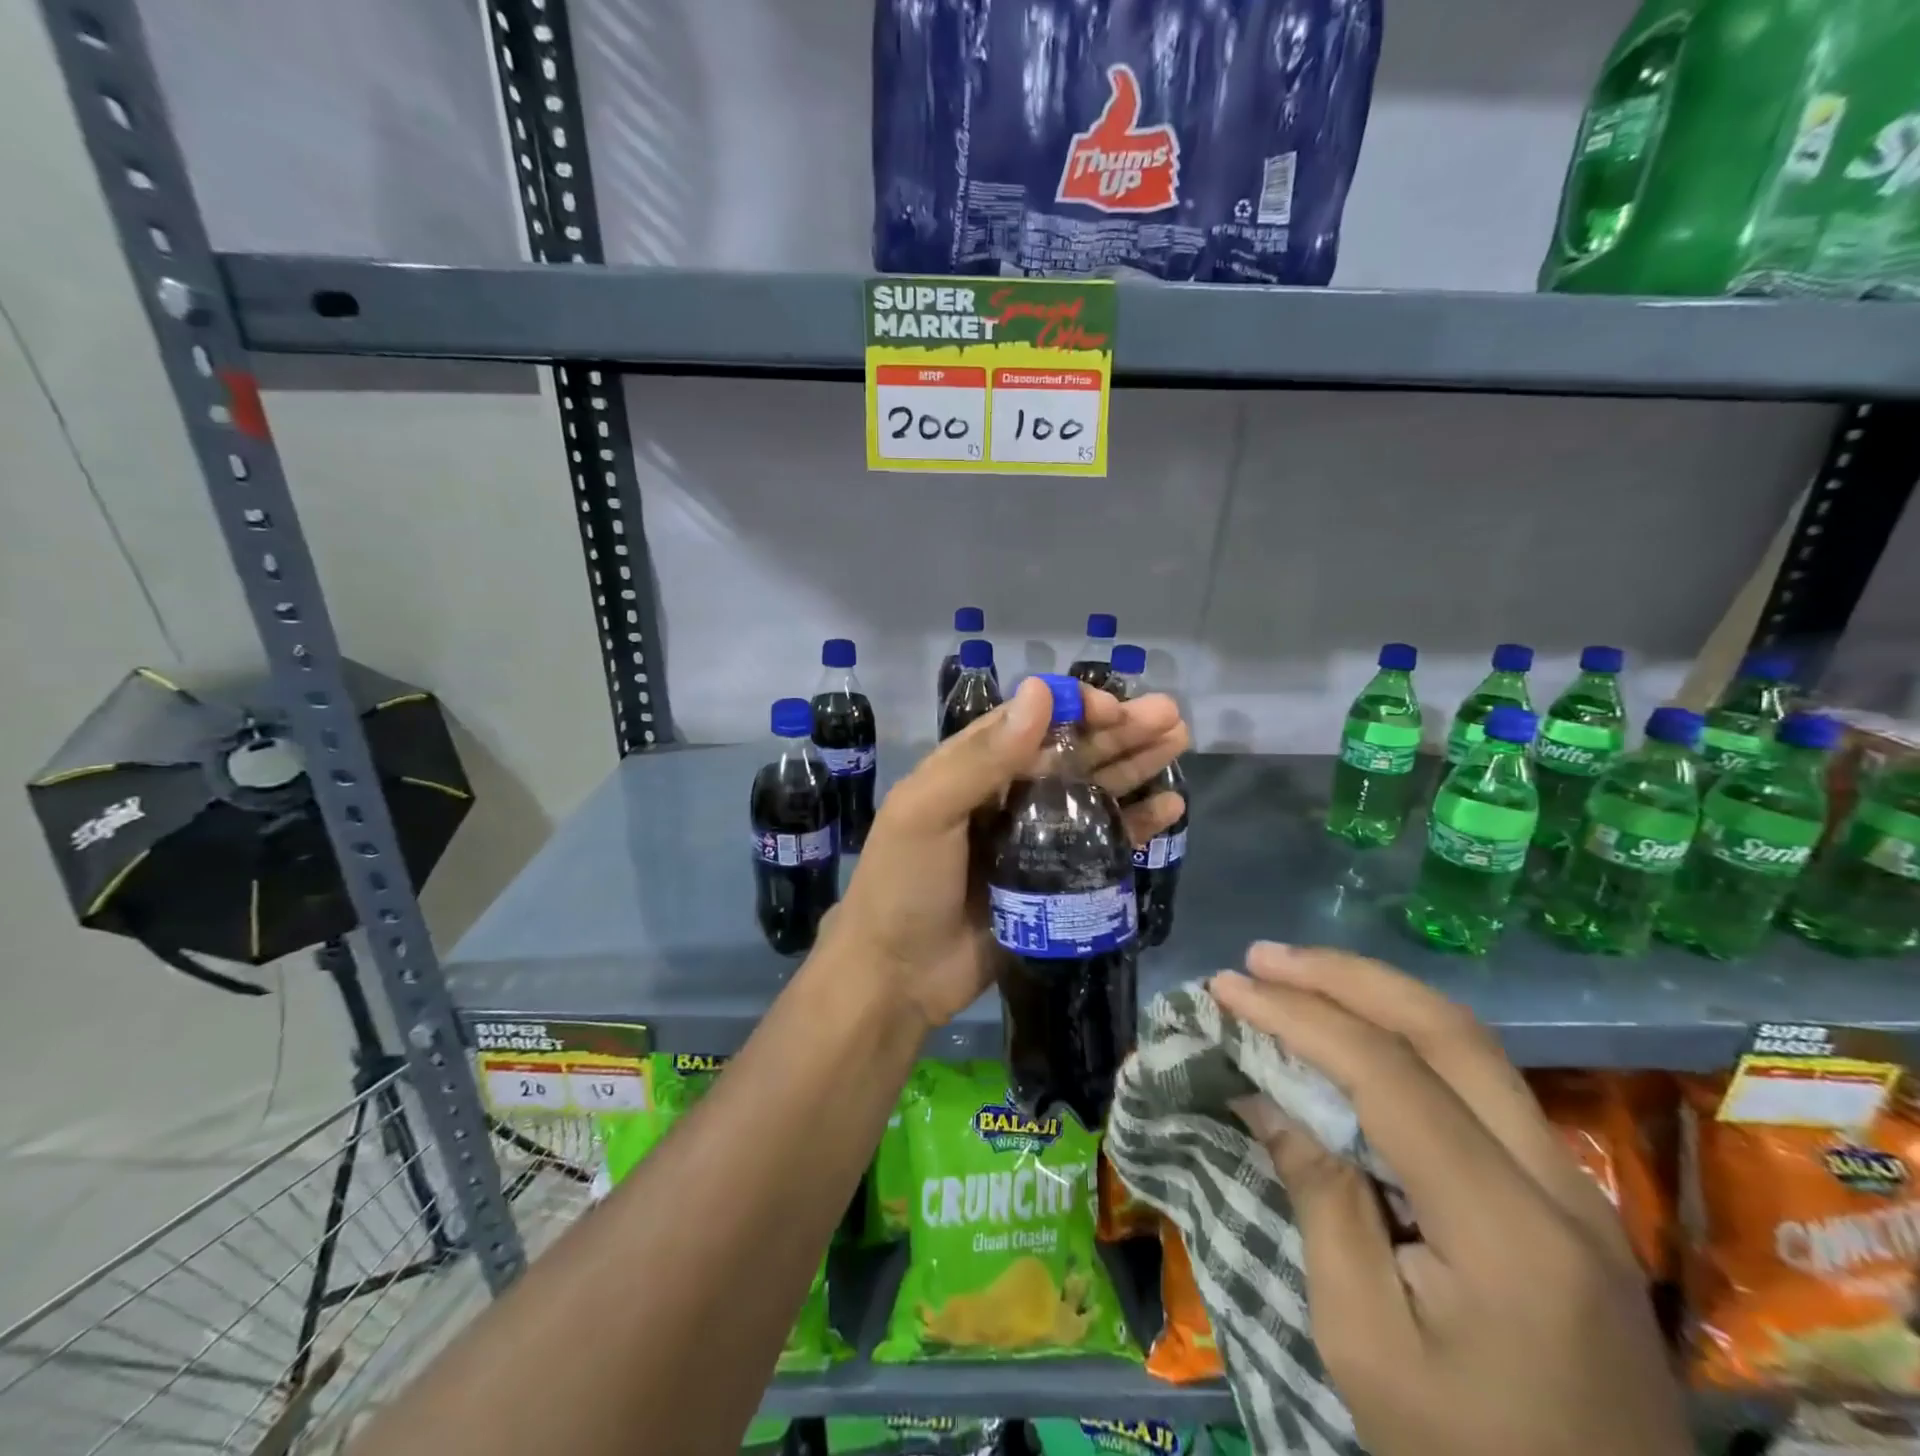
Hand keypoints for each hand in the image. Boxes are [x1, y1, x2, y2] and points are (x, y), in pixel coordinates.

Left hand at [823, 675, 1187, 1027]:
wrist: (898, 976)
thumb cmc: (904, 885)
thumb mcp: (928, 811)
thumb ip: (983, 756)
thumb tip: (1040, 690)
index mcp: (972, 767)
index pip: (1031, 721)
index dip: (1074, 708)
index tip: (1115, 708)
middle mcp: (1007, 794)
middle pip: (1071, 752)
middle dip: (1119, 731)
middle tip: (1170, 717)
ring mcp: (1034, 838)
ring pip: (1093, 790)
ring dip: (1135, 765)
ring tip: (1179, 742)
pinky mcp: (1055, 879)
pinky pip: (1103, 843)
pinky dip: (1136, 824)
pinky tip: (1170, 807)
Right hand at [1210, 943, 1689, 1455]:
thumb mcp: (1362, 1338)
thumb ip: (1319, 1196)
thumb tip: (1264, 1092)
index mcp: (1507, 1232)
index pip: (1391, 1077)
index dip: (1299, 1018)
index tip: (1228, 988)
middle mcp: (1559, 1186)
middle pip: (1449, 1033)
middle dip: (1346, 979)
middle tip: (1262, 958)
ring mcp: (1575, 1188)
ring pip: (1472, 1046)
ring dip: (1377, 995)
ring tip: (1297, 976)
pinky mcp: (1567, 1198)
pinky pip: (1479, 1083)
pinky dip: (1405, 1037)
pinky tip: (1357, 1032)